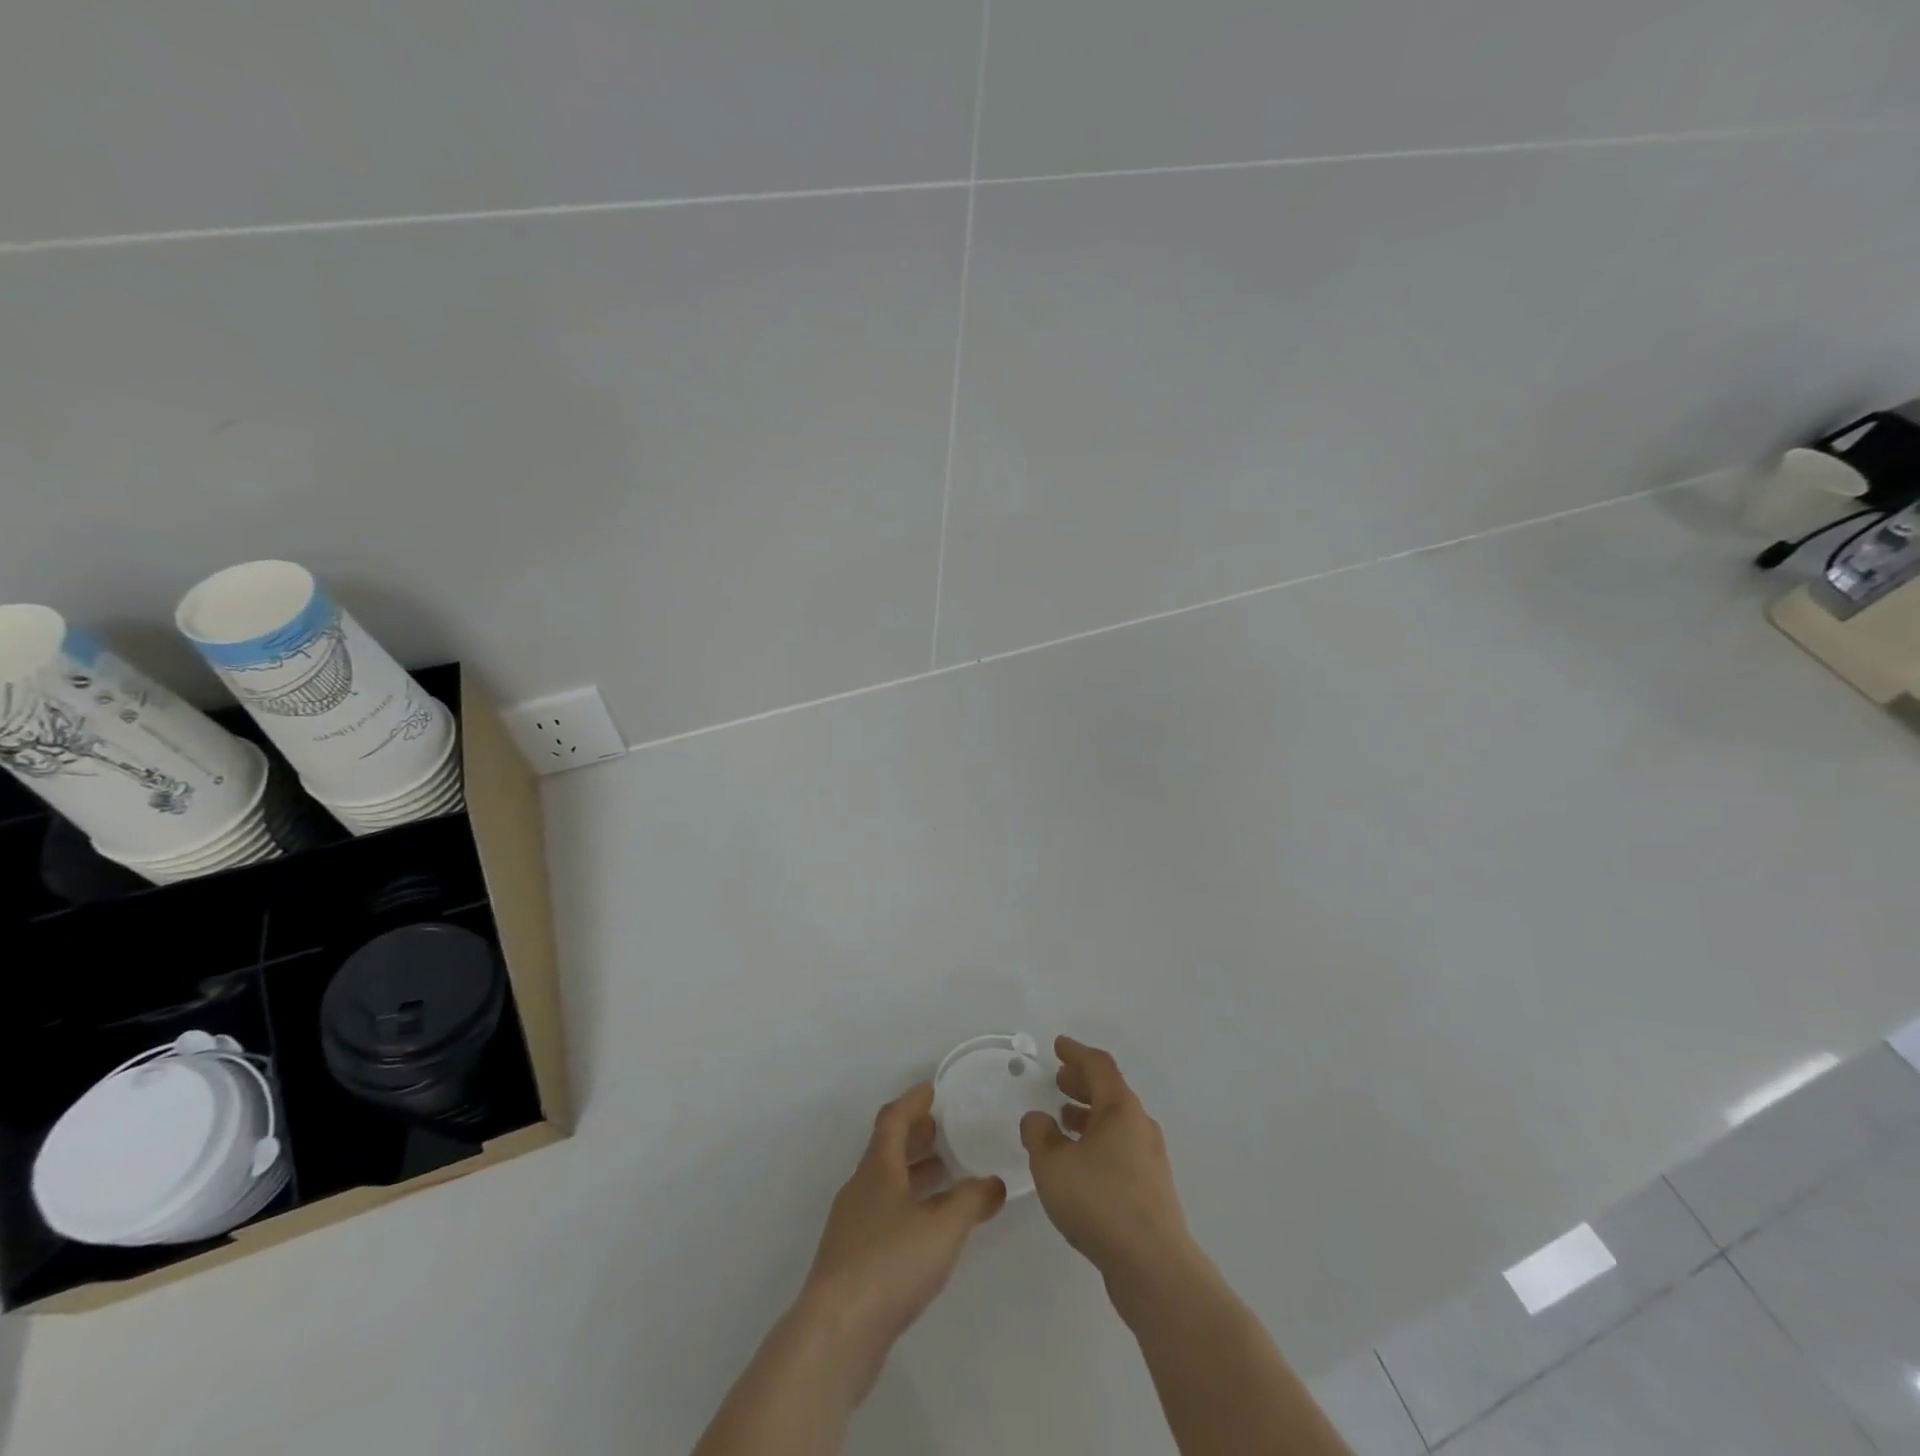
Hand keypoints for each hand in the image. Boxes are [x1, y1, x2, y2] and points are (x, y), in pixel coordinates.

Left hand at [796, 1082, 1005, 1397]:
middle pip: (887, 1150)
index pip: (893, 1120)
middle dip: (915, 1137)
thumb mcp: (942, 1228)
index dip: (912, 1102)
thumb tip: (994, 1183)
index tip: (931, 1090)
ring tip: (946, 1174)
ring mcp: (852, 1226)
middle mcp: (861, 1189)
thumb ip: (971, 1201)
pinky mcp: (852, 1261)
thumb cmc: (889, 1263)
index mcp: (878, 1169)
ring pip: (886, 1185)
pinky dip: (908, 1206)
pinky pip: (884, 1215)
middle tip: (943, 1129)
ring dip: (913, 1174)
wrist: (835, 1333)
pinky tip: (928, 1228)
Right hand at [1020, 1036, 1196, 1286]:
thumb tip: (1038, 1120)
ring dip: (1088, 1116)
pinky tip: (1078, 1164)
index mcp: (1121, 1108)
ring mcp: (1149, 1160)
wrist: (1153, 1268)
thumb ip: (1039, 1135)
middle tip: (1058, 1080)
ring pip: (1115, 1124)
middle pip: (1110, 1092)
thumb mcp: (1052, 1164)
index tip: (1058, 1046)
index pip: (1098, 1066)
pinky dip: (1097, 1143)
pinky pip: (1119, 1150)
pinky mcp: (1150, 1191)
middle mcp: (1140, 1126)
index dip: (1076, 1052)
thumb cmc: (1100, 1201)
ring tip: (1062, 1121)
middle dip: (1082, 1083)